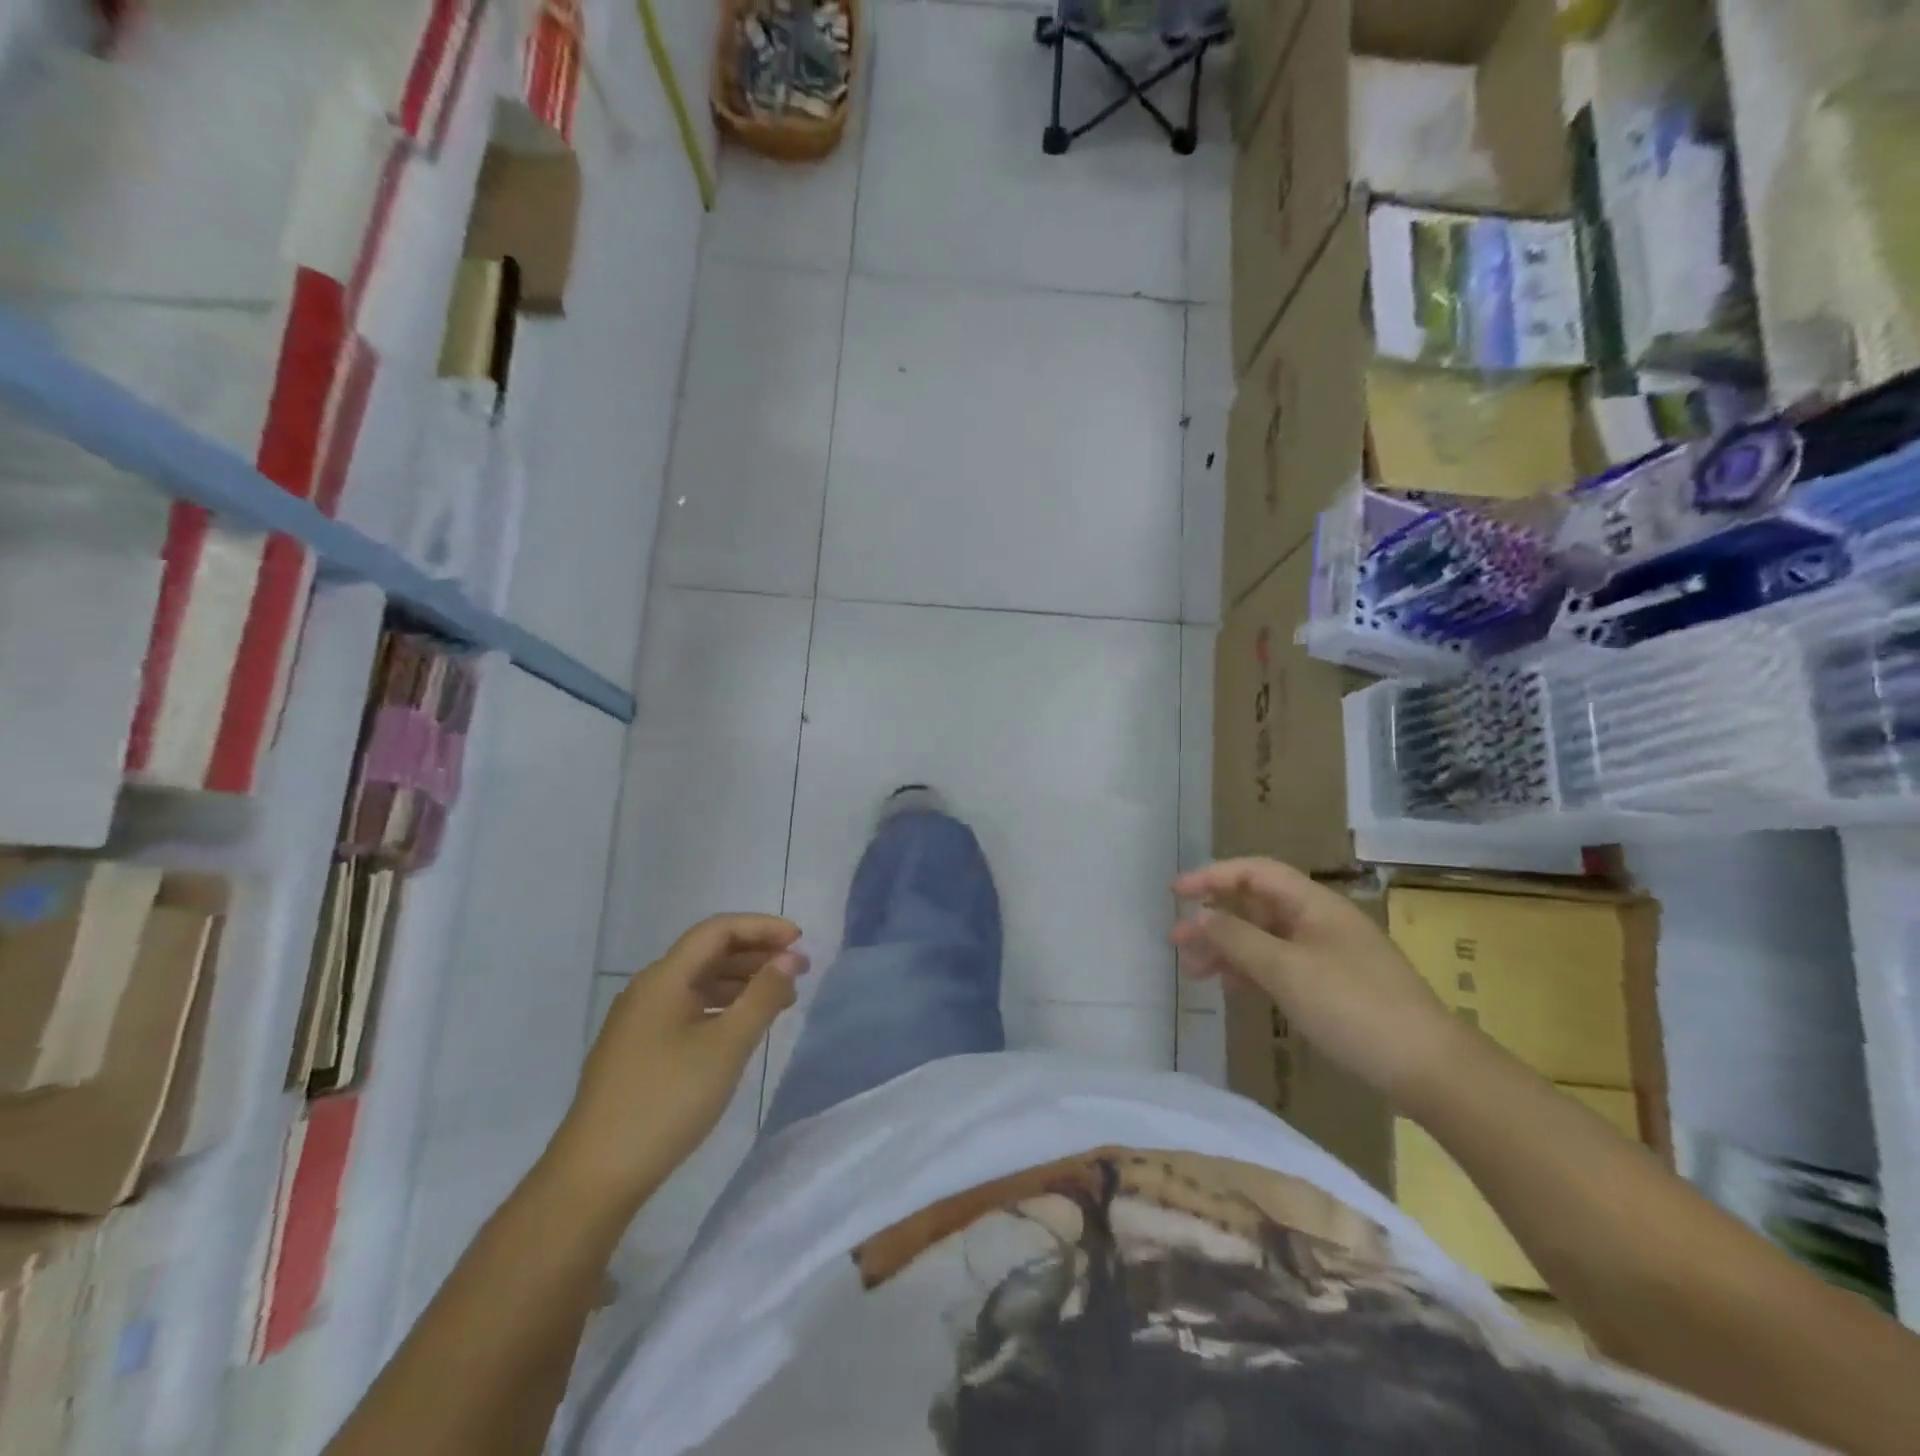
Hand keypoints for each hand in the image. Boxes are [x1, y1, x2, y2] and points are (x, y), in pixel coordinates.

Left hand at [547, 914, 807, 1208]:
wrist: (595, 1176)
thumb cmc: (667, 1101)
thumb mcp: (727, 1046)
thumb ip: (763, 996)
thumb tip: (789, 958)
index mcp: (664, 978)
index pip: (718, 930)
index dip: (762, 928)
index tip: (800, 940)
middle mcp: (648, 989)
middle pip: (708, 953)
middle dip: (756, 955)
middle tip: (800, 971)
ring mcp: (640, 1021)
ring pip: (699, 983)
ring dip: (742, 982)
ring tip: (781, 1000)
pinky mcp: (639, 1049)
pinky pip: (688, 1009)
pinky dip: (722, 1007)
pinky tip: (743, 1027)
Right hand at [1172, 858, 1457, 1097]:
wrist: (1429, 1068)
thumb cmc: (1353, 1007)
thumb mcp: (1286, 970)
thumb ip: (1236, 938)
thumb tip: (1199, 917)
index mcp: (1314, 904)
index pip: (1254, 872)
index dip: (1212, 876)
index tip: (1176, 893)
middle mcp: (1320, 921)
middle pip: (1256, 906)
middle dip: (1214, 919)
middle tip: (1176, 942)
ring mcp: (1328, 954)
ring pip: (1265, 938)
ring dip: (1228, 949)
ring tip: (1194, 971)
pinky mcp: (1333, 986)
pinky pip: (1280, 965)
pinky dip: (1251, 971)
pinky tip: (1232, 988)